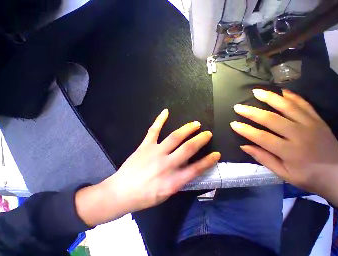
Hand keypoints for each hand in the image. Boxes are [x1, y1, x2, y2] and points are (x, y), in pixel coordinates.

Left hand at [76, 109, 219, 225]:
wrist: (120, 193)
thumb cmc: (145, 197)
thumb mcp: (167, 194)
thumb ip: (180, 180)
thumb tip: (191, 168)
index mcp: (173, 180)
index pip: (197, 168)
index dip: (209, 161)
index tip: (217, 154)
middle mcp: (167, 164)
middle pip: (188, 148)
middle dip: (200, 139)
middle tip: (208, 133)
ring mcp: (155, 152)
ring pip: (175, 137)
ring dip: (187, 129)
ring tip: (195, 124)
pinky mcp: (145, 146)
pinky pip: (153, 130)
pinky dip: (160, 120)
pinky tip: (166, 111)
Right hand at [230, 88, 337, 208]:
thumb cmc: (307, 177)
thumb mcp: (282, 174)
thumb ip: (263, 158)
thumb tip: (244, 146)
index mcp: (290, 152)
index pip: (261, 137)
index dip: (245, 130)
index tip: (233, 123)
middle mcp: (300, 135)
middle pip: (271, 119)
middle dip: (251, 112)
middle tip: (238, 106)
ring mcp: (311, 125)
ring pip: (287, 106)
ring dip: (270, 97)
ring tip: (256, 91)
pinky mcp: (318, 120)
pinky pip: (304, 104)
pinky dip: (291, 96)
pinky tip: (281, 90)